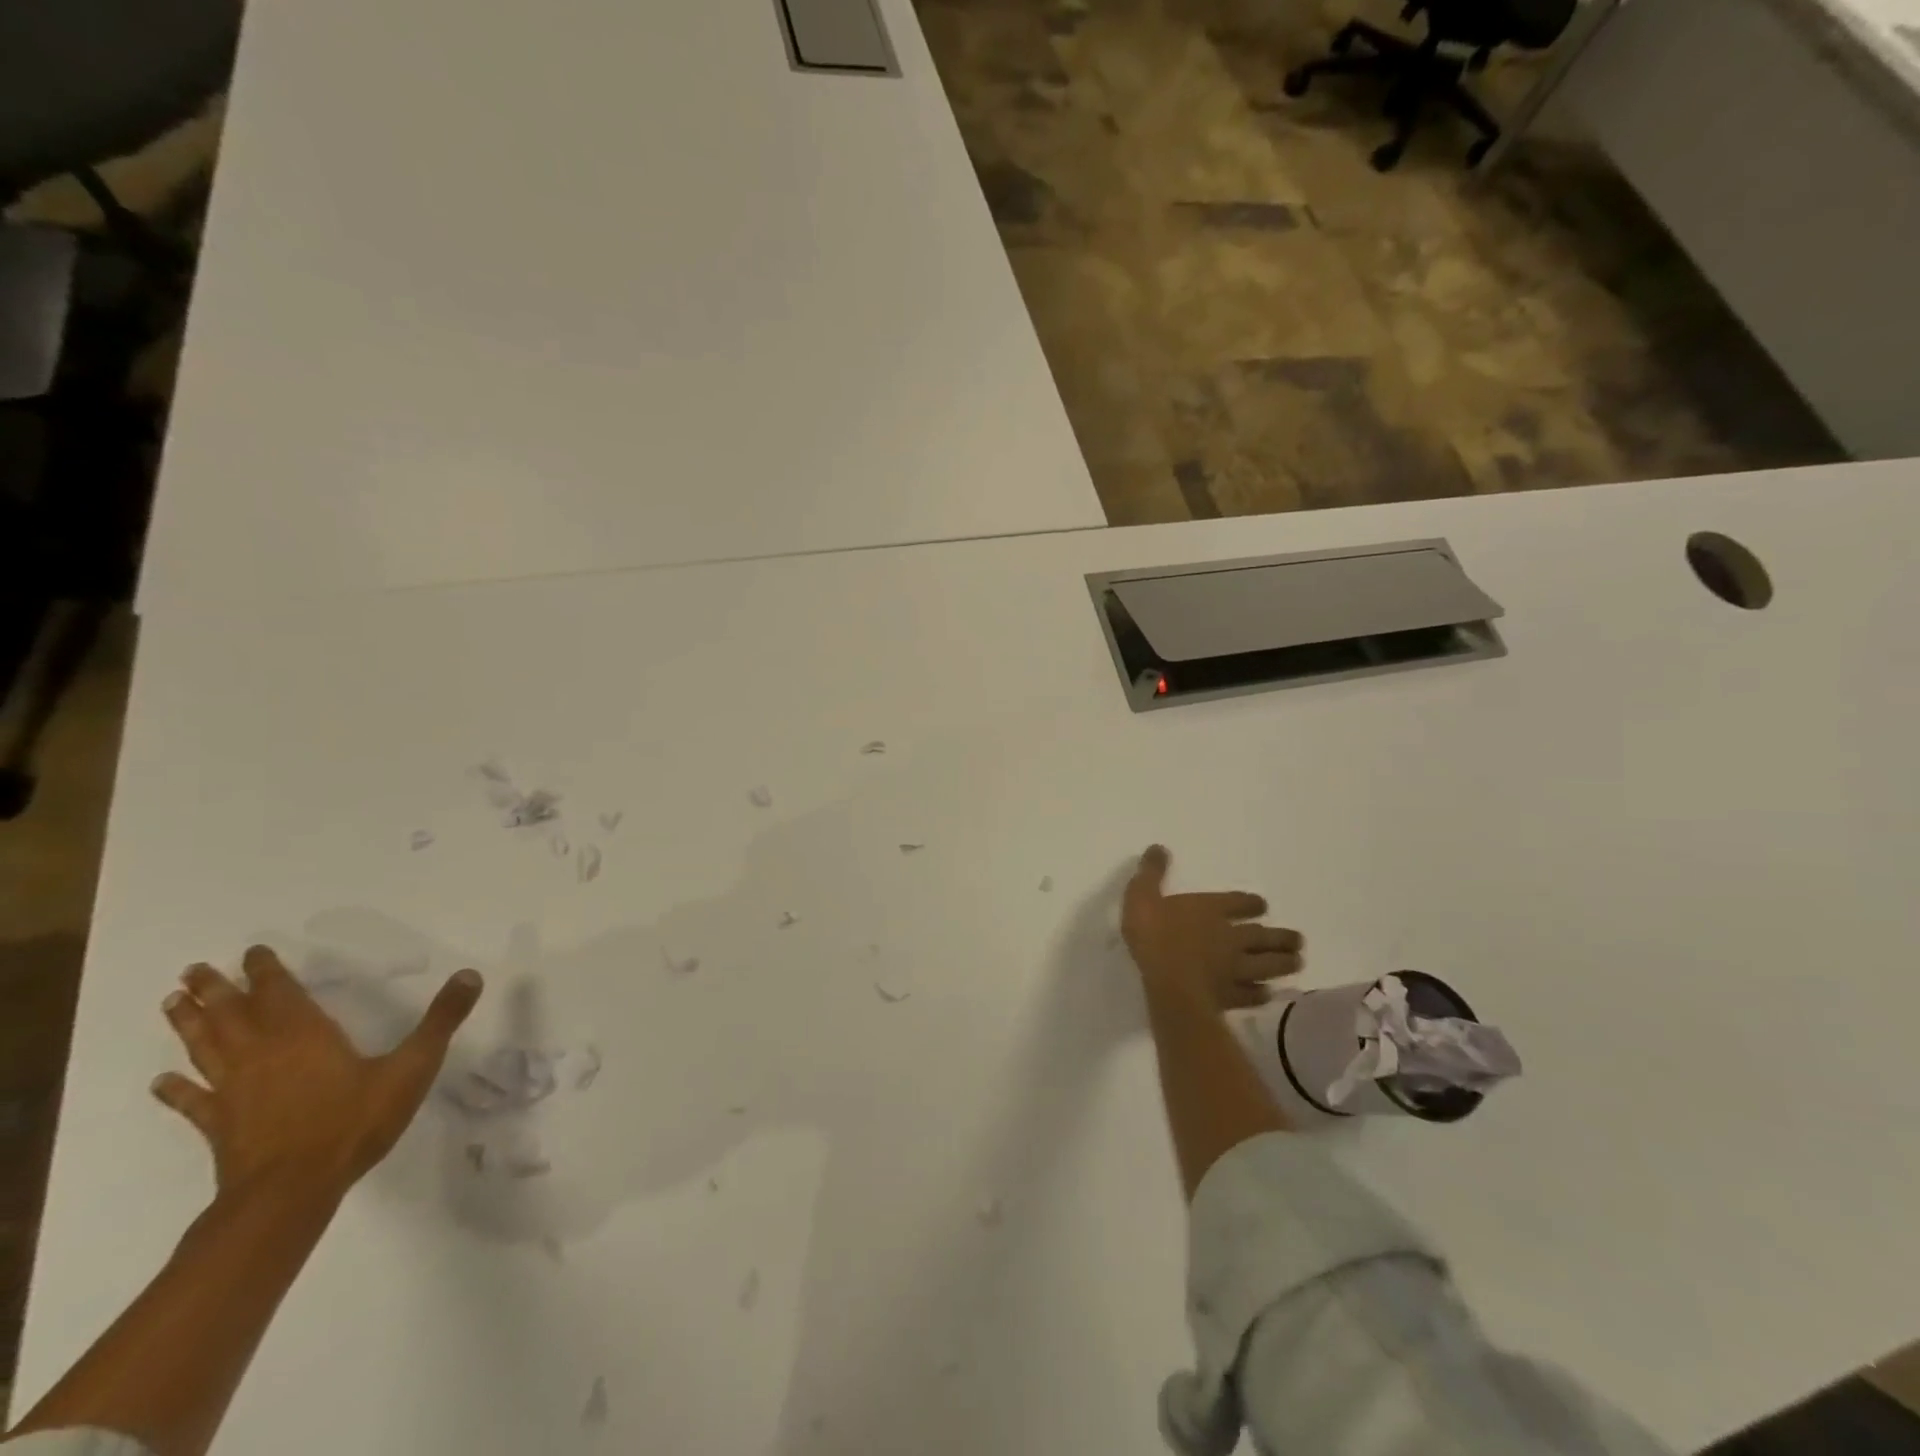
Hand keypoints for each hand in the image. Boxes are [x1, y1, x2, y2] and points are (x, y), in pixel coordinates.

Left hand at [153, 946, 483, 1196]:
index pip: (280, 994)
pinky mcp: (222, 1126)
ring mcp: (237, 1092)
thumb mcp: (412, 1066)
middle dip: (215, 991)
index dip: (266, 972)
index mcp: (306, 1036)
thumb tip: (470, 974)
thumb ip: (441, 1020)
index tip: (251, 951)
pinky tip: (161, 1082)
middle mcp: (264, 1055)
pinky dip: (177, 1090)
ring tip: (172, 1004)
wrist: (291, 1192)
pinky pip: (195, 1101)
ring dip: (190, 1026)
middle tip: (192, 970)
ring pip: (207, 1049)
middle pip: (234, 1016)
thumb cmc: (353, 1122)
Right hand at [1121, 845, 1302, 1011]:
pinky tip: (1267, 993)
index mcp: (1211, 910)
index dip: (1252, 904)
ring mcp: (1235, 969)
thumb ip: (1151, 873)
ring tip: (1297, 962)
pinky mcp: (1232, 996)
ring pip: (1267, 965)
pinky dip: (1262, 993)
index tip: (1262, 906)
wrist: (1169, 985)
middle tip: (1298, 939)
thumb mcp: (1141, 896)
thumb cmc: (1154, 936)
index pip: (1240, 903)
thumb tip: (1159, 847)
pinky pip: (1253, 994)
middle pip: (1262, 936)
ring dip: (1283, 963)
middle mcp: (1231, 937)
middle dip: (1281, 937)